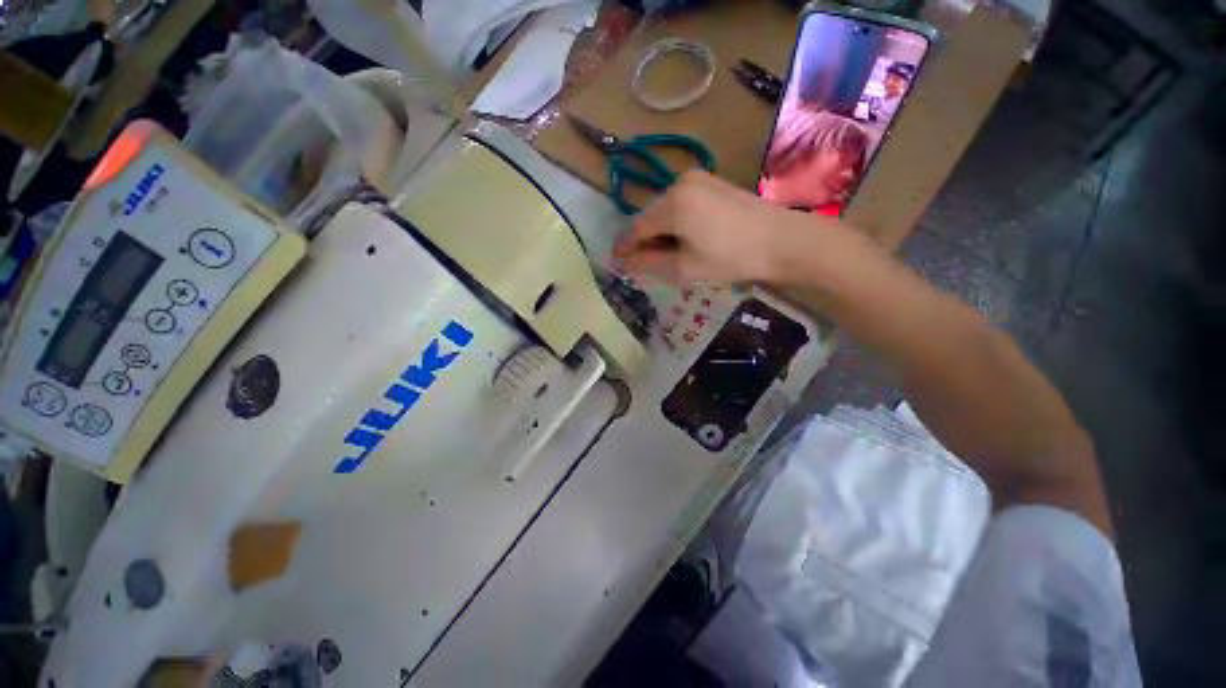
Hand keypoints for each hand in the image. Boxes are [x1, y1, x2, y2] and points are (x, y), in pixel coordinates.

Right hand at [612, 170, 851, 285]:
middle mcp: (680, 183)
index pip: (637, 228)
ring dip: (661, 232)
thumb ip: (650, 263)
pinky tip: (685, 239)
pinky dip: (677, 222)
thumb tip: (625, 262)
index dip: (625, 247)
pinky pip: (682, 203)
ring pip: (666, 210)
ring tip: (666, 255)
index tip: (617, 262)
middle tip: (643, 264)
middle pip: (650, 216)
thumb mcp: (685, 267)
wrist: (783, 241)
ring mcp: (698, 179)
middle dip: (644, 240)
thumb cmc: (731, 258)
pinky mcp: (712, 183)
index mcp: (672, 204)